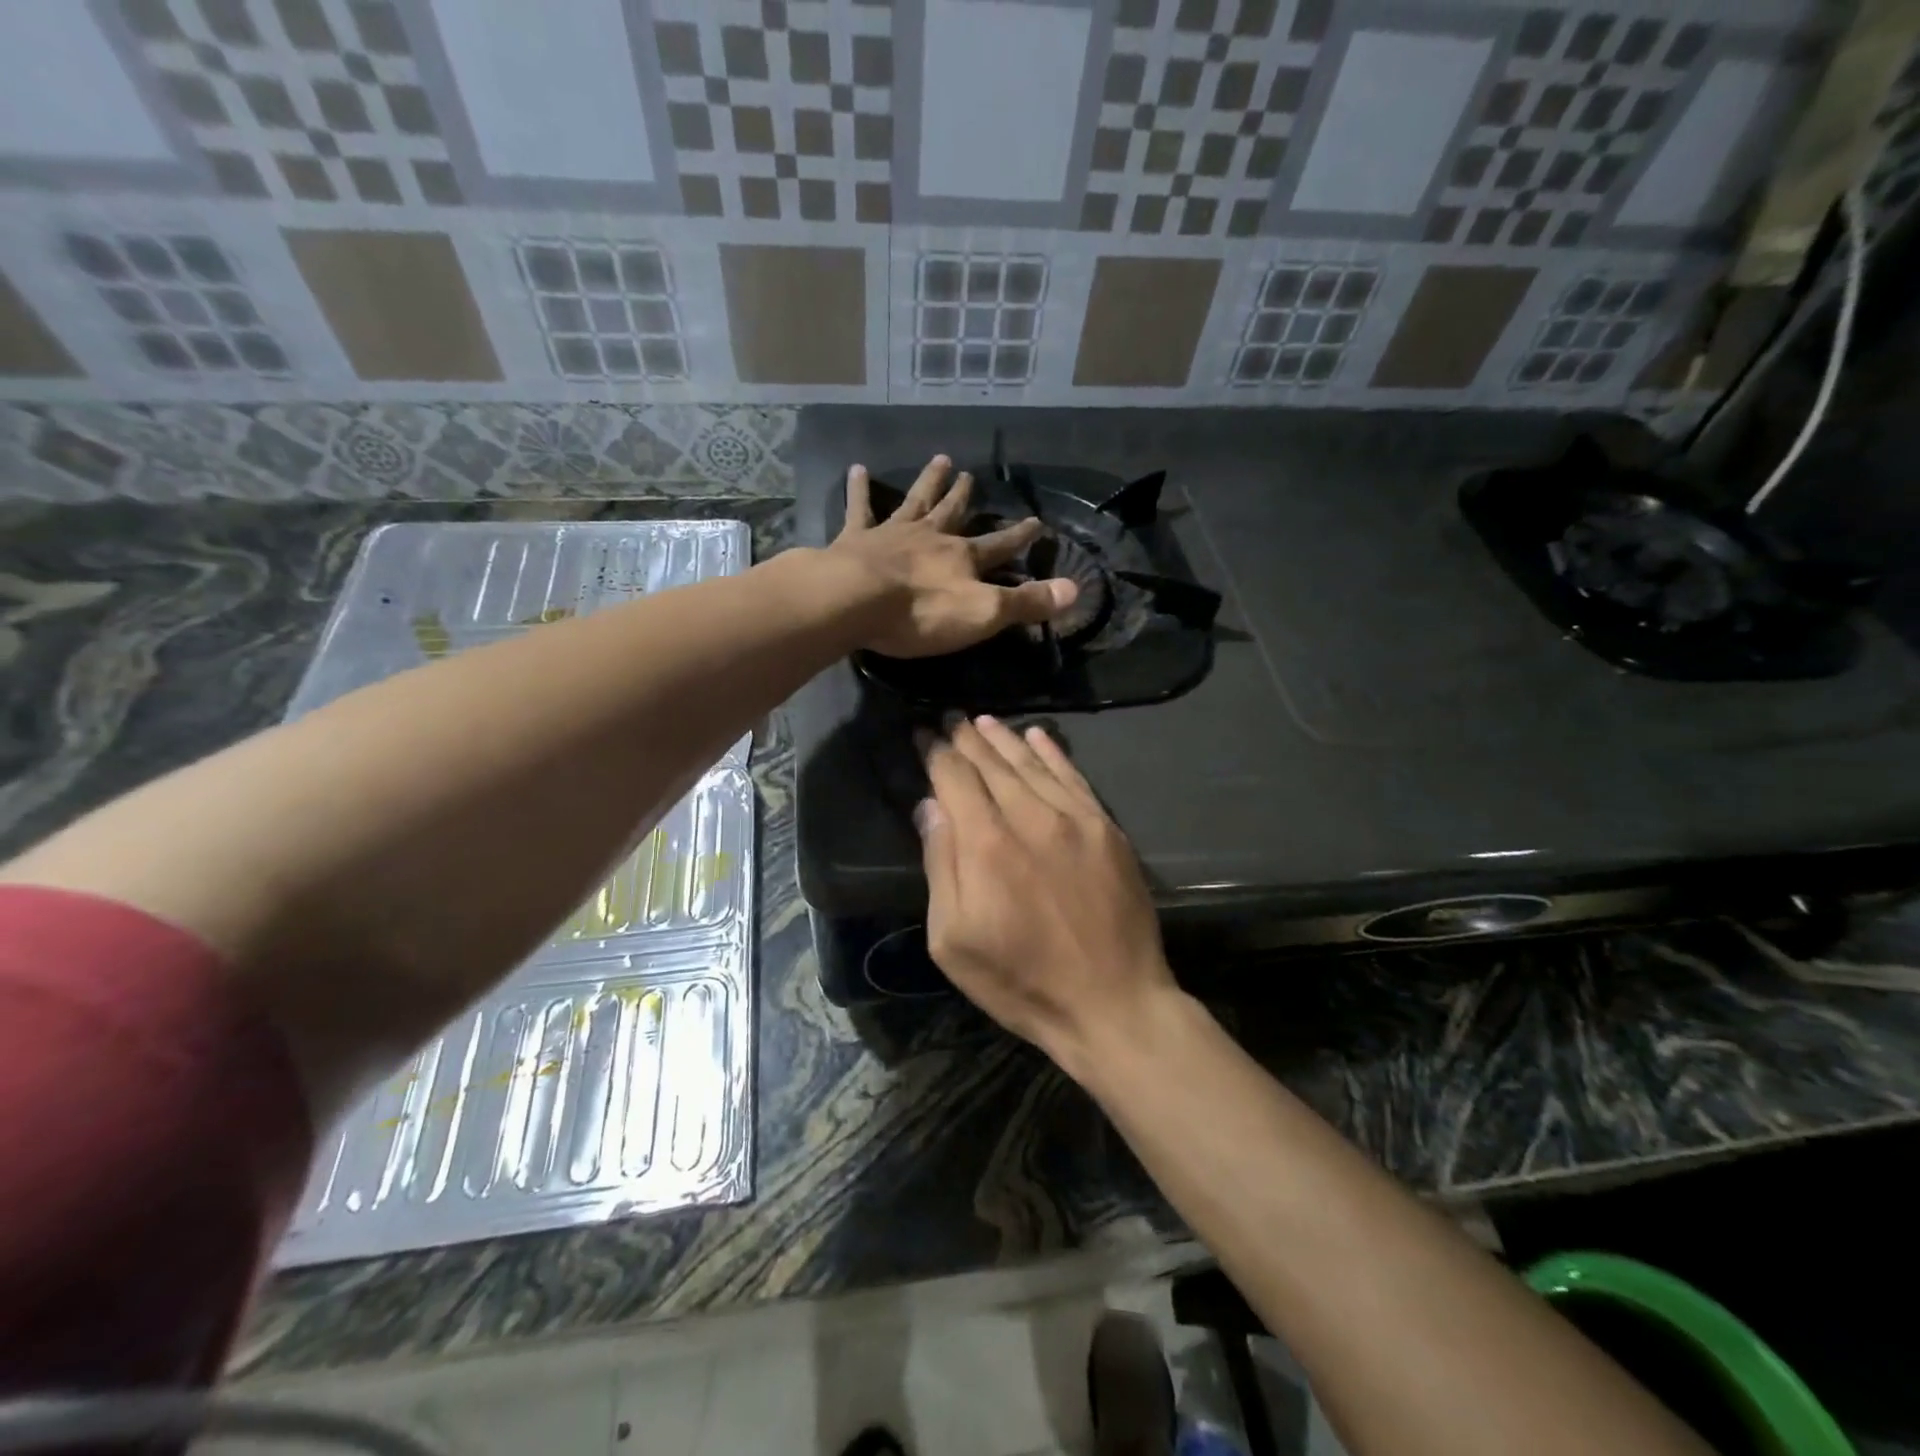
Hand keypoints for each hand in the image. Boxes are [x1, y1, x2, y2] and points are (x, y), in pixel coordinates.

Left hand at [830, 456, 1076, 658]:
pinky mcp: (855, 540)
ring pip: (914, 502)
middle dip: (964, 496)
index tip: (1037, 522)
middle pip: (951, 513)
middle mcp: (930, 538)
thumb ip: (1026, 602)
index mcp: (962, 558)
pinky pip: (859, 509)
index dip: (1019, 537)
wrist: (856, 601)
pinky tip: (856, 468)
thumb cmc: (922, 612)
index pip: (999, 546)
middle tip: (970, 475)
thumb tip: (1075, 589)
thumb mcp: (983, 613)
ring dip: (928, 482)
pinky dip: (859, 489)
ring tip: (939, 459)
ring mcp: (891, 534)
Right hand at [918, 716, 1177, 1071]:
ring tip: (982, 720)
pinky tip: (1037, 735)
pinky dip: (1053, 752)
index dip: (935, 753)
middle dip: (965, 738)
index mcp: (986, 844)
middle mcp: (1030, 817)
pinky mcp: (1106, 828)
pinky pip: (1074, 777)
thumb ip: (939, 865)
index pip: (954, 778)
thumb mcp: (953, 941)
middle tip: (948, 718)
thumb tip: (930, 806)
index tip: (921, 734)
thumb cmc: (1021, 982)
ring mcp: (1074, 819)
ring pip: (1031, 763)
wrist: (1114, 1003)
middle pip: (991, 763)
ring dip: (1004, 738)